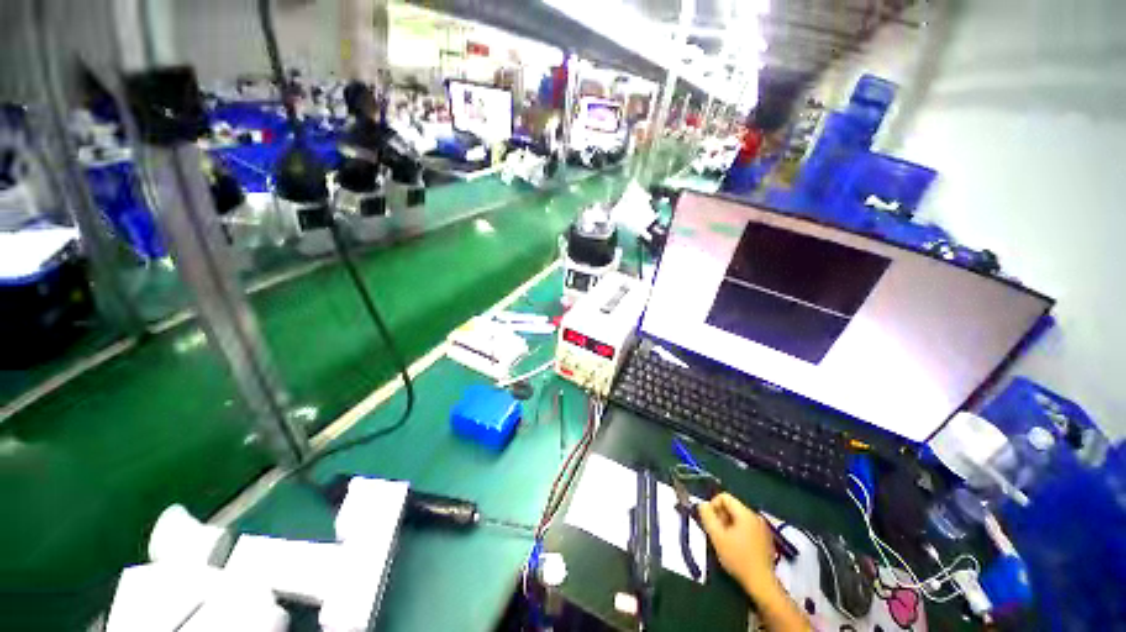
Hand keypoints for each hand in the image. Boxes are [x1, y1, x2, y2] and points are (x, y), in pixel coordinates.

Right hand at [697, 493, 777, 594]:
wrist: (762, 583)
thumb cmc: (738, 558)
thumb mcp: (717, 536)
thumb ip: (707, 516)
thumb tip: (702, 504)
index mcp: (745, 513)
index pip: (724, 497)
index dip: (712, 505)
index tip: (709, 521)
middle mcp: (755, 516)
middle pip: (731, 507)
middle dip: (720, 517)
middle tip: (715, 533)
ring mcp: (763, 529)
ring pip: (739, 519)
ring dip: (728, 526)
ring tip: (724, 542)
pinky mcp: (766, 540)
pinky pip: (747, 528)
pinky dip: (738, 533)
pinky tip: (736, 548)